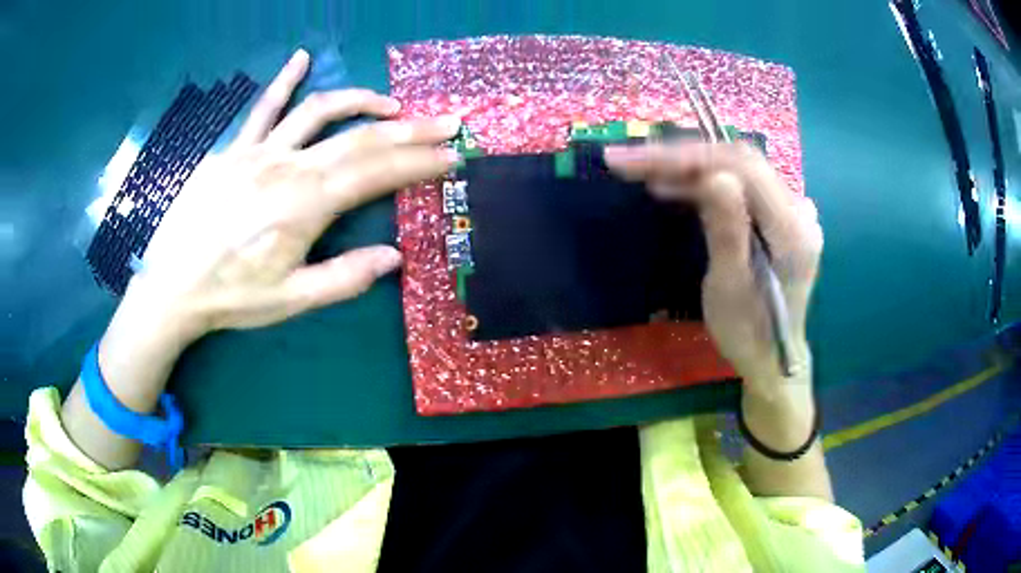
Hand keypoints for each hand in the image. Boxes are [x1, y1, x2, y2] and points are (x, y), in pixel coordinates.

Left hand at [65, 49, 460, 468]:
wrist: (172, 287)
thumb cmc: (231, 297)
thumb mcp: (291, 299)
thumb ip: (345, 277)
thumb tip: (394, 256)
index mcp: (305, 205)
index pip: (376, 173)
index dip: (419, 163)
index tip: (452, 156)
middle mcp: (288, 167)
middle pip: (360, 137)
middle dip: (411, 129)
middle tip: (447, 123)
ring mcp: (259, 152)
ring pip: (318, 112)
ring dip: (361, 101)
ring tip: (391, 105)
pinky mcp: (235, 150)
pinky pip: (262, 109)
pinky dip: (283, 80)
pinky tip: (301, 57)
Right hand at [604, 142, 822, 393]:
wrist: (771, 359)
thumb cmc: (748, 334)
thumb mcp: (731, 289)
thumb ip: (728, 231)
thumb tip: (716, 177)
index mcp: (793, 229)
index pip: (742, 168)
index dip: (689, 156)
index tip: (636, 160)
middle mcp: (798, 210)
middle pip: (738, 161)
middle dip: (682, 156)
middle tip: (630, 161)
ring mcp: (790, 210)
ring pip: (735, 169)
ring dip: (688, 167)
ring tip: (641, 171)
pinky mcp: (777, 216)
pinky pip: (738, 186)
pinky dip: (703, 183)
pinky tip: (674, 186)